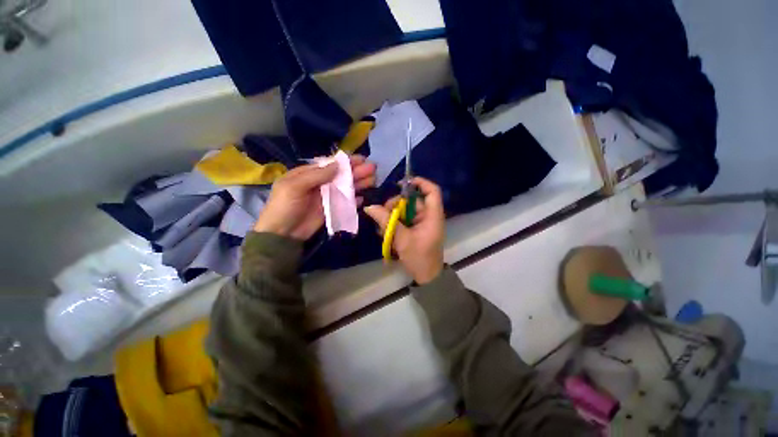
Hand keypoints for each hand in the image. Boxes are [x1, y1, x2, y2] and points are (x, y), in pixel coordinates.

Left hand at [254, 155, 375, 239]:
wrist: (282, 234)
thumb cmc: (284, 206)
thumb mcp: (295, 186)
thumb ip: (317, 175)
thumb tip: (338, 164)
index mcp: (309, 174)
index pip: (331, 164)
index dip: (346, 162)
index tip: (362, 159)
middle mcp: (321, 183)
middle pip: (342, 175)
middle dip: (357, 171)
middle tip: (373, 169)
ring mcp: (327, 197)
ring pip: (346, 188)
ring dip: (359, 183)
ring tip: (373, 180)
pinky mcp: (332, 209)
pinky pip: (345, 203)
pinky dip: (354, 201)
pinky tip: (362, 199)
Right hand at [365, 177, 444, 283]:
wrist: (426, 277)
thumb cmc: (419, 257)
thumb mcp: (401, 239)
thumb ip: (386, 221)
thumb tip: (370, 207)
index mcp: (432, 216)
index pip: (432, 191)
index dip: (420, 183)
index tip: (402, 183)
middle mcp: (428, 216)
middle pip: (411, 201)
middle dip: (395, 205)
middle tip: (382, 214)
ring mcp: (422, 223)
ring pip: (405, 211)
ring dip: (392, 217)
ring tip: (382, 228)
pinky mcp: (416, 229)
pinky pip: (404, 221)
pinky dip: (394, 224)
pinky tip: (385, 232)